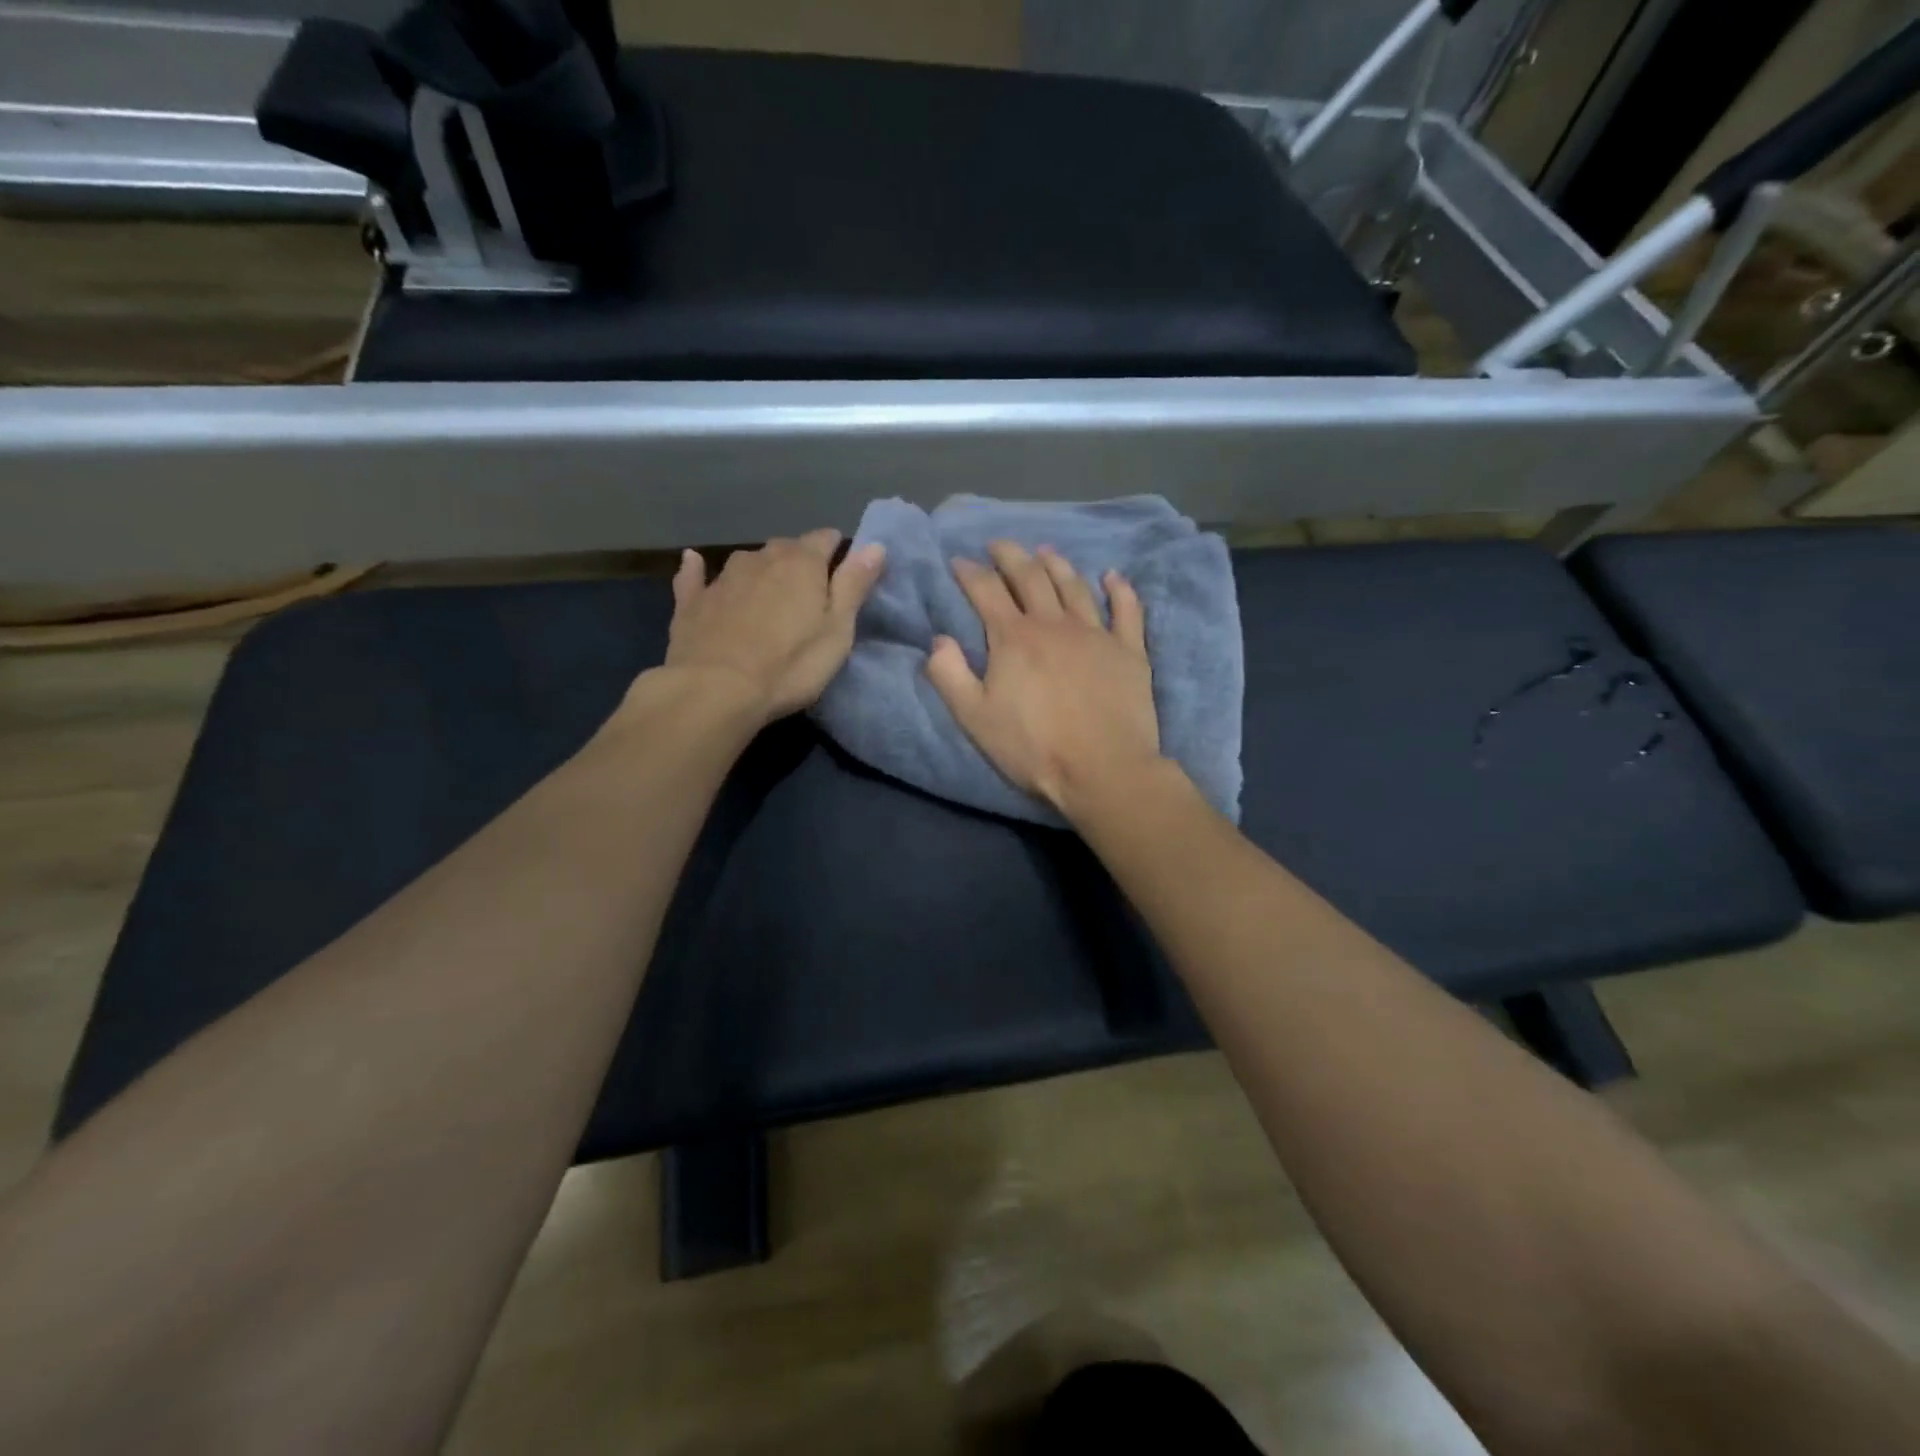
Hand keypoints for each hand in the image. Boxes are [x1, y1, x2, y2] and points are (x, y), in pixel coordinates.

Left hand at [661, 529, 885, 721]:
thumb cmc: (791, 665)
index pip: (826, 539)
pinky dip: (699, 570)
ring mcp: (722, 577)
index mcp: (802, 563)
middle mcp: (761, 558)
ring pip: (748, 562)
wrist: (716, 691)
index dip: (838, 552)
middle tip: (809, 595)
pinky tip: (694, 563)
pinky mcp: (691, 601)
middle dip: (800, 563)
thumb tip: (876, 545)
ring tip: (768, 597)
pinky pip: (696, 576)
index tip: (845, 573)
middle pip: (786, 548)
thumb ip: (854, 585)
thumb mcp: (837, 630)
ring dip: (761, 571)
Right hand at [927, 541, 1161, 818]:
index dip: (969, 572)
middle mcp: (1053, 624)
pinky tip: (1112, 576)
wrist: (1102, 769)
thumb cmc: (1033, 747)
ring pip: (1074, 586)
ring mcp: (1096, 633)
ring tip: (1045, 551)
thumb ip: (949, 675)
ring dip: (1057, 564)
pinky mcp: (1129, 650)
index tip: (958, 561)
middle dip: (1010, 556)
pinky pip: (1126, 610)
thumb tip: (938, 640)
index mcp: (1013, 638)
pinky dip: (1119, 589)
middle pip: (1030, 577)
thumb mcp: (974, 718)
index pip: (986, 591)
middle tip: (999, 545)